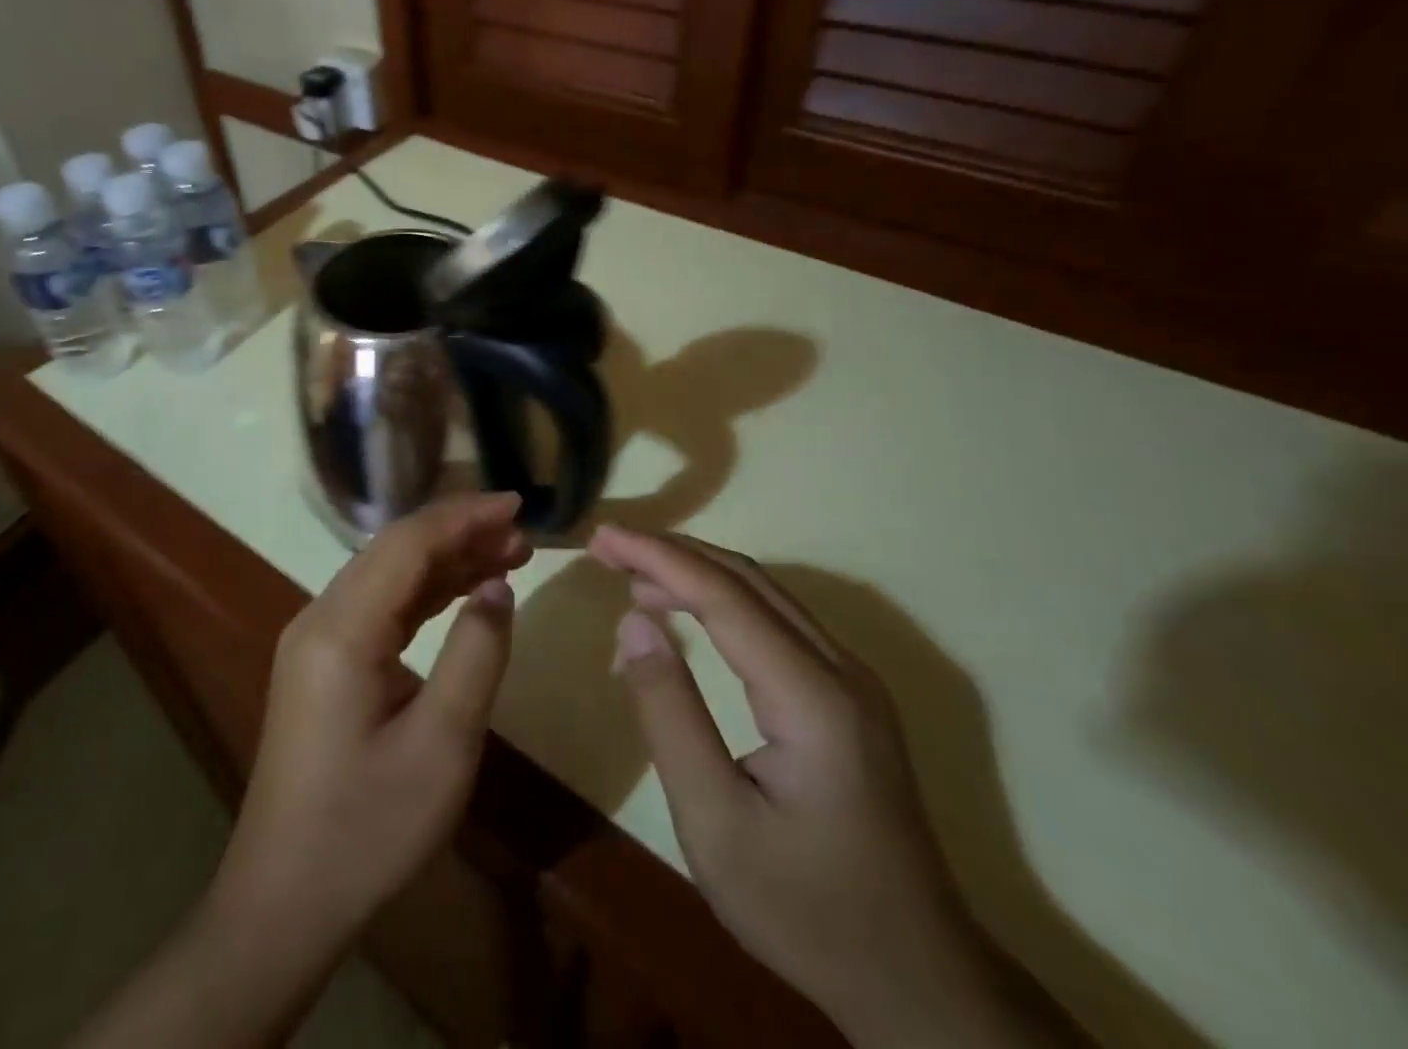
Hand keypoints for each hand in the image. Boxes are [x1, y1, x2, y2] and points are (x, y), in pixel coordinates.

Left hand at [76, 493, 528, 1048]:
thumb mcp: (443, 745)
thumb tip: (496, 586)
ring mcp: (315, 639)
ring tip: (506, 553)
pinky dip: (424, 592)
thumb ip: (476, 652)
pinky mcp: (321, 663)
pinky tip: (461, 591)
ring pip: (387, 574)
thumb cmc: (368, 828)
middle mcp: (320, 617)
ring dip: (445, 559)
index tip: (518, 505)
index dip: (465, 516)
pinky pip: (378, 606)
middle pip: (395, 549)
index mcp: (342, 629)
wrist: (284, 902)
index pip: (409, 543)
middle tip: (521, 533)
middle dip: (459, 532)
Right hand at [593, 526, 1080, 1048]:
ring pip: (764, 594)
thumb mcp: (714, 823)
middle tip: (609, 547)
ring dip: (696, 572)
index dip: (658, 557)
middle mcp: (841, 669)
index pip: (724, 595)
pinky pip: (776, 620)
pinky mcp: (848, 697)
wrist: (918, 982)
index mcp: (812, 697)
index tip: (602, 538)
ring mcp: (852, 681)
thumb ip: (669, 714)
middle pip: (747, 579)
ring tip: (632, 573)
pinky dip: (721, 600)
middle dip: (672, 553)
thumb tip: (633, 622)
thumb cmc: (806, 909)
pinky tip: (686, 611)